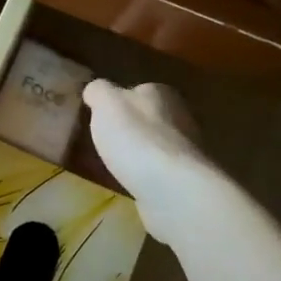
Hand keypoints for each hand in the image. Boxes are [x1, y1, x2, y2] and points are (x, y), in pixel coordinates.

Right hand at [82, 80, 217, 239]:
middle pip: (148, 118)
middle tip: (103, 142)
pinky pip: (158, 172)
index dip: (117, 102)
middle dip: (129, 129)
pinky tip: (130, 184)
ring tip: (112, 166)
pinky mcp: (185, 180)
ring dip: (137, 154)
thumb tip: (95, 90)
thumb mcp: (106, 104)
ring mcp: (185, 151)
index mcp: (161, 93)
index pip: (137, 91)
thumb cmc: (136, 139)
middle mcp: (180, 117)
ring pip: (154, 146)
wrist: (172, 189)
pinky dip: (145, 176)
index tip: (99, 117)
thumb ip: (99, 91)